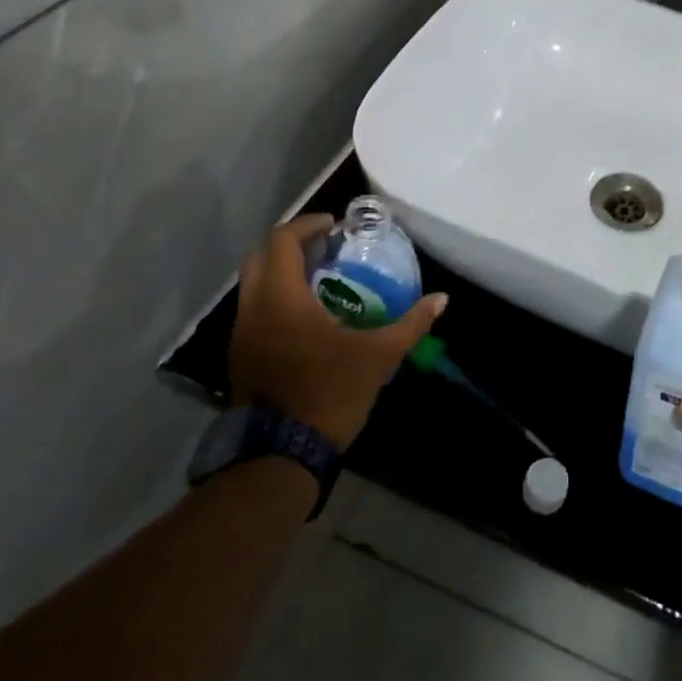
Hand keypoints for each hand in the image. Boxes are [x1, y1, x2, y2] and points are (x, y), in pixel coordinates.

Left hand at [227, 214, 447, 449]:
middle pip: (260, 256)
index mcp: (281, 298)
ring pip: (253, 284)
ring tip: (320, 277)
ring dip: (281, 271)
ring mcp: (241, 334)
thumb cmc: (330, 392)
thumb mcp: (378, 356)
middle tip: (325, 246)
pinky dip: (275, 296)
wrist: (281, 455)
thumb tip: (441, 300)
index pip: (282, 241)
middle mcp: (253, 308)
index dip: (307, 225)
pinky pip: (254, 309)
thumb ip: (410, 324)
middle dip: (291, 243)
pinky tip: (306, 314)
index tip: (334, 226)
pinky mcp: (240, 357)